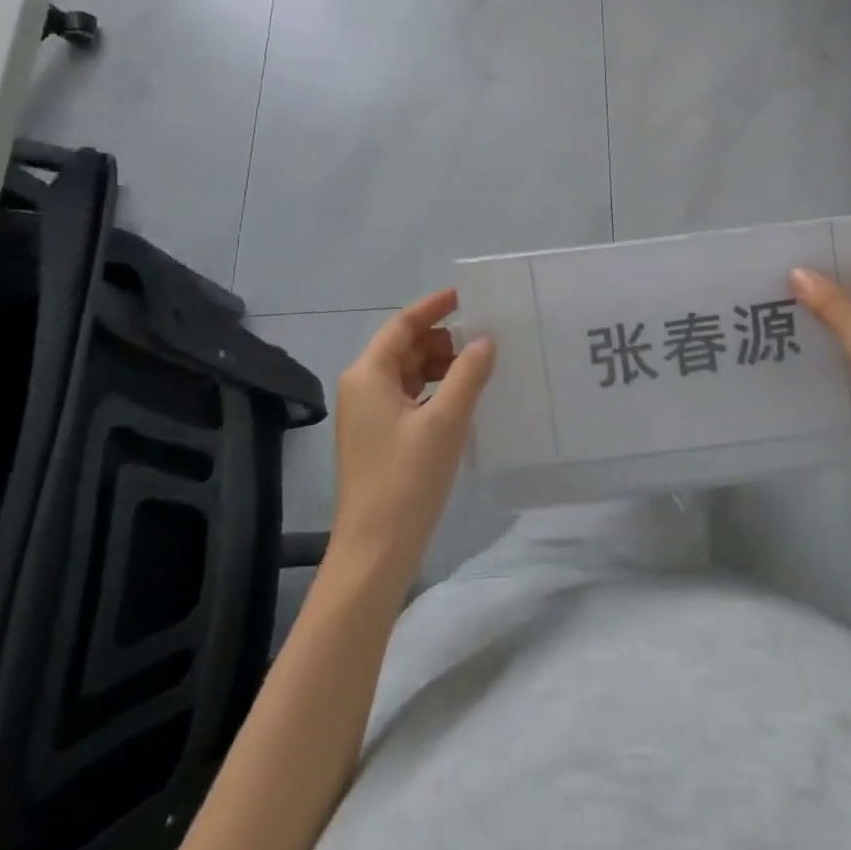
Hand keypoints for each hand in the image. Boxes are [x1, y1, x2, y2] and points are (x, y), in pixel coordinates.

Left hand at [328, 289, 494, 586]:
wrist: (375, 552)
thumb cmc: (407, 479)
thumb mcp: (446, 420)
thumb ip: (468, 373)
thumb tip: (485, 340)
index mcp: (369, 375)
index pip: (403, 324)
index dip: (435, 307)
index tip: (469, 296)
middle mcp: (363, 388)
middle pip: (405, 347)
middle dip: (444, 338)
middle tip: (487, 336)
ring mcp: (369, 415)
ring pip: (410, 373)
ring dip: (443, 365)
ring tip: (483, 365)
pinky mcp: (379, 438)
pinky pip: (410, 397)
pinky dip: (437, 390)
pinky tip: (466, 398)